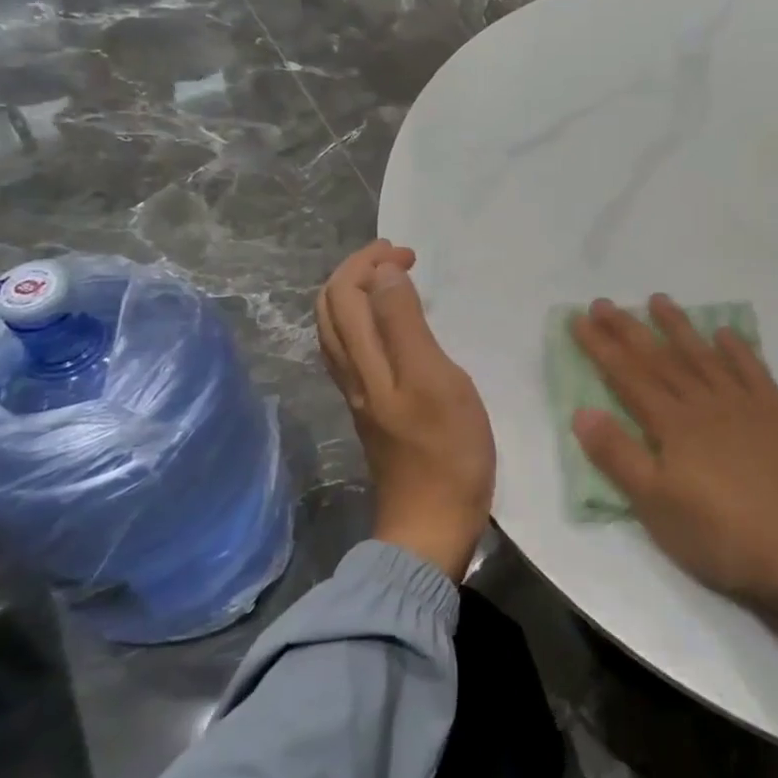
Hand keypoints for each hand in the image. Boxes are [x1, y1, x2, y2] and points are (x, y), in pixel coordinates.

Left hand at [317, 242, 494, 581]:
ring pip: (337, 332)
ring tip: (392, 281)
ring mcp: (361, 395)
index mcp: (366, 362)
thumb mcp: (436, 380)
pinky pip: (353, 352)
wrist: (433, 524)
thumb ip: (406, 325)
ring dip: (356, 296)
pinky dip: (363, 323)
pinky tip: (390, 328)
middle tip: (398, 257)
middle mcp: (353, 374)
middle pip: (331, 310)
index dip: (369, 263)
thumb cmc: (447, 450)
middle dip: (356, 272)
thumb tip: (384, 273)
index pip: (344, 294)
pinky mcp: (374, 411)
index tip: (409, 254)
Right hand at [570, 296, 777, 673]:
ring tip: (659, 300)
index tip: (580, 319)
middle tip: (604, 302)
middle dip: (629, 329)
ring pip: (704, 356)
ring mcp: (745, 405)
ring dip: (679, 327)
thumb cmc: (723, 534)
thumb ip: (619, 456)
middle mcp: (706, 403)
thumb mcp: (657, 506)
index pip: (628, 377)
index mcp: (674, 425)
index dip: (602, 347)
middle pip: (661, 359)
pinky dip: (738, 349)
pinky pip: (753, 370)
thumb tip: (581, 410)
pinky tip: (726, 333)